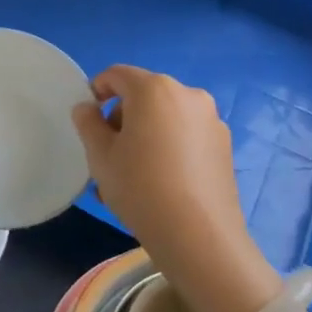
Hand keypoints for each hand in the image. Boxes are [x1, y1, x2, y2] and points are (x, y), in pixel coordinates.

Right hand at [72, 67, 276, 311]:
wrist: (198, 236)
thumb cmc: (140, 187)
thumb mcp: (100, 156)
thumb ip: (88, 123)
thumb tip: (87, 108)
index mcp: (154, 89)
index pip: (117, 74)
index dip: (97, 90)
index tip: (89, 118)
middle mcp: (187, 94)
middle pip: (144, 95)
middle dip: (123, 118)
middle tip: (109, 155)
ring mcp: (211, 120)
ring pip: (166, 118)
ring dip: (146, 135)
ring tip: (133, 175)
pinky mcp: (224, 145)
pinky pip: (186, 136)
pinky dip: (169, 148)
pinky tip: (161, 183)